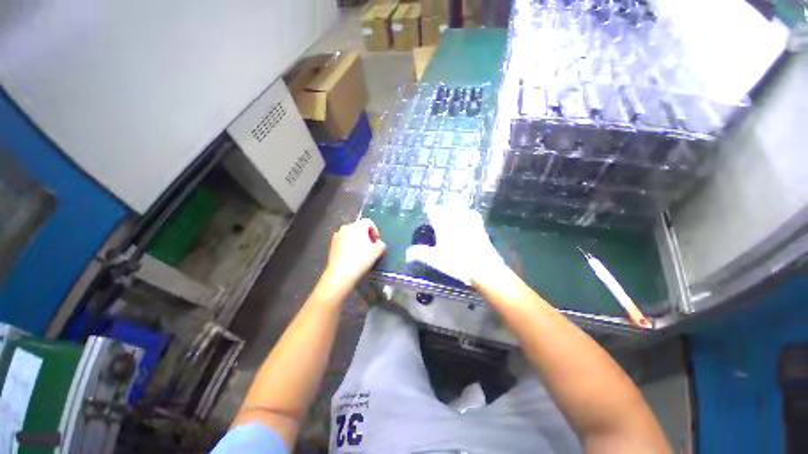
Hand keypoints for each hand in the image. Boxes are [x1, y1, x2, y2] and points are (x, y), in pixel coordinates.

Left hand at [322, 218, 386, 290]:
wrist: (341, 273)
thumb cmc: (361, 259)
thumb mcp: (378, 251)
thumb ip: (381, 244)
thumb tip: (378, 243)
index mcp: (358, 225)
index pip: (369, 222)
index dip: (375, 231)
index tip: (376, 242)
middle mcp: (346, 227)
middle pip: (359, 227)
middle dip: (366, 235)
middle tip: (370, 247)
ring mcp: (337, 235)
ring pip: (351, 234)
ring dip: (357, 240)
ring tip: (361, 252)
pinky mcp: (331, 244)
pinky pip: (343, 241)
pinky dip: (348, 245)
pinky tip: (351, 256)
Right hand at [405, 203, 503, 285]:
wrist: (483, 267)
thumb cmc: (456, 262)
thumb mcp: (434, 260)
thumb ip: (419, 254)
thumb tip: (407, 254)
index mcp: (443, 225)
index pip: (433, 210)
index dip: (429, 208)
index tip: (427, 210)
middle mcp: (456, 219)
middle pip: (448, 205)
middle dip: (443, 206)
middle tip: (440, 211)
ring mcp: (469, 221)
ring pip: (461, 207)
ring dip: (455, 207)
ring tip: (452, 211)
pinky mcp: (480, 226)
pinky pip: (473, 214)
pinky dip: (468, 213)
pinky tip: (468, 217)